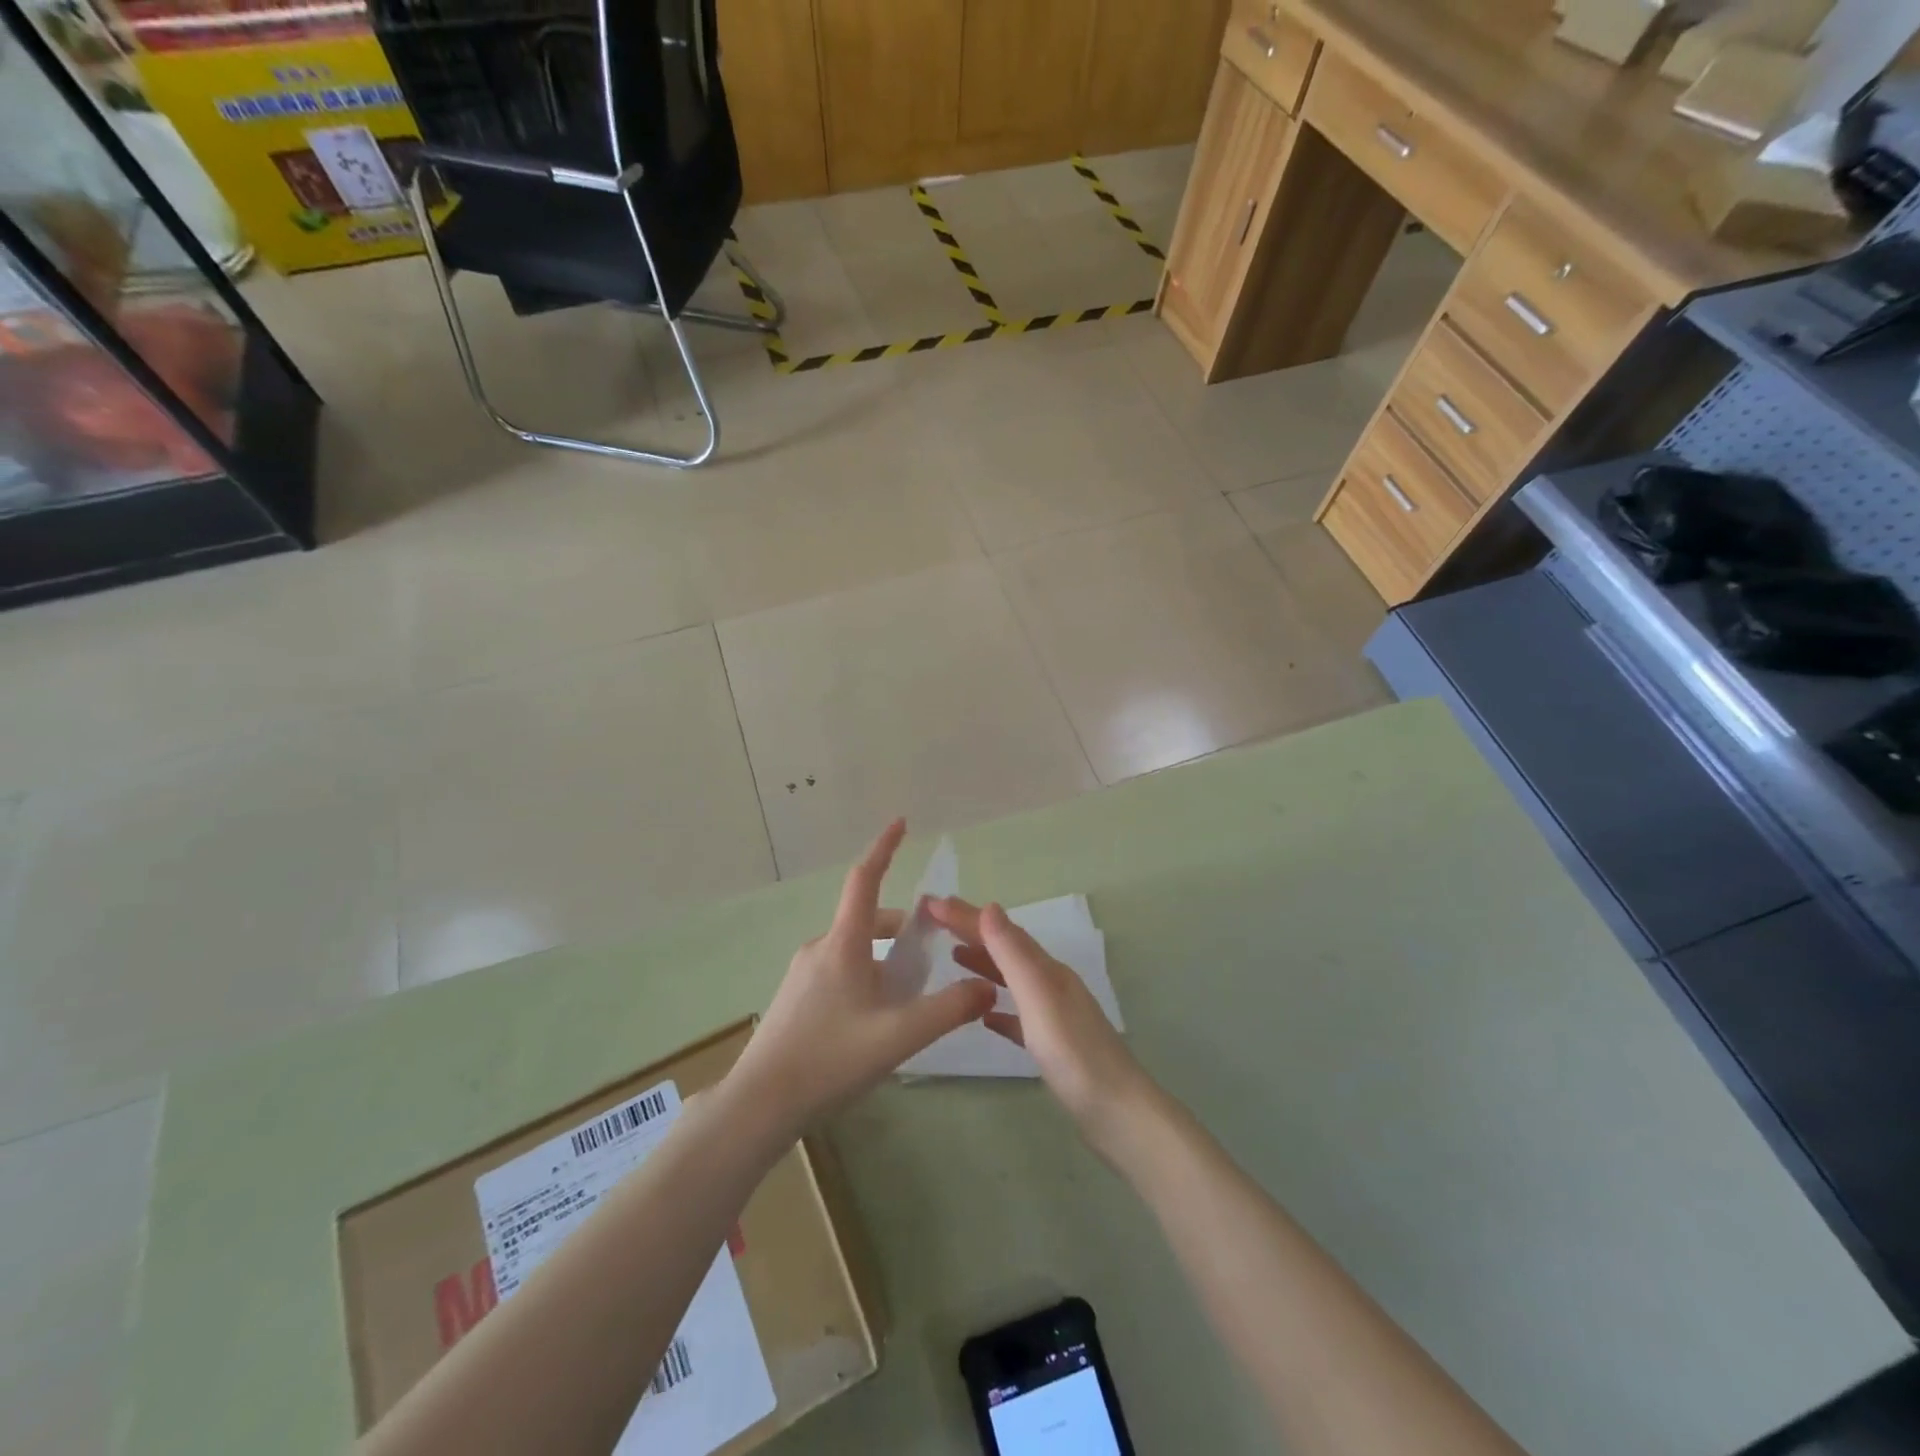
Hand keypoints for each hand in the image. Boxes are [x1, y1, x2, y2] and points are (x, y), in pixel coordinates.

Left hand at [728, 821, 995, 1139]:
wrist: (759, 1105)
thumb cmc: (829, 1059)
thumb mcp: (898, 1035)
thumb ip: (948, 1009)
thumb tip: (987, 986)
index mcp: (843, 944)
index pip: (865, 879)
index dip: (885, 848)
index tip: (901, 822)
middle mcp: (821, 948)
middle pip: (867, 921)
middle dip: (902, 929)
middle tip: (933, 952)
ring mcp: (803, 974)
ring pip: (855, 950)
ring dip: (885, 959)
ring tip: (911, 996)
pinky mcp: (795, 999)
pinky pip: (840, 972)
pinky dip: (867, 978)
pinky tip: (877, 1021)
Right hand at [927, 897, 1155, 1154]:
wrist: (1116, 1113)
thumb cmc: (1073, 1052)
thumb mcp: (1039, 996)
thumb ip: (1014, 954)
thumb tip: (990, 907)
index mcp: (1047, 970)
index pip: (1001, 932)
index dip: (966, 916)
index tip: (931, 903)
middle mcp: (1051, 986)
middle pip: (1006, 950)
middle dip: (971, 932)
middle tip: (934, 922)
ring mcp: (1054, 1017)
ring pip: (1012, 979)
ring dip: (984, 964)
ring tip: (953, 957)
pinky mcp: (1053, 1047)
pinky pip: (1019, 1017)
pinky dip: (999, 1008)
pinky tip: (985, 1016)